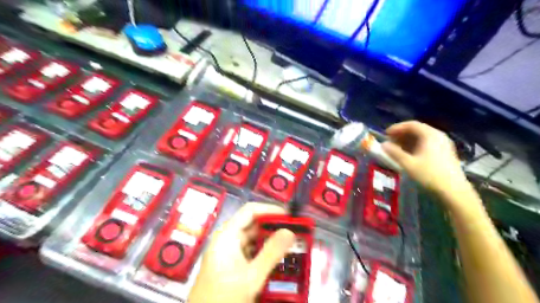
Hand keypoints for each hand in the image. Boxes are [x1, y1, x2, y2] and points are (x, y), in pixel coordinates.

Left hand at [188, 202, 294, 302]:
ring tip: (291, 244)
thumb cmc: (224, 298)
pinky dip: (264, 253)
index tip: (289, 216)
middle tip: (295, 231)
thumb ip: (271, 253)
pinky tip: (278, 259)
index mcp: (227, 235)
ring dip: (270, 241)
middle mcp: (227, 240)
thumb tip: (290, 231)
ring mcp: (228, 253)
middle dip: (273, 227)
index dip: (270, 210)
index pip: (250, 211)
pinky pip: (251, 252)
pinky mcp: (232, 265)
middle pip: (253, 225)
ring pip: (253, 240)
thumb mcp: (251, 276)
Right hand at [379, 120, 473, 207]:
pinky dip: (415, 145)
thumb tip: (383, 144)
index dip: (397, 128)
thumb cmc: (429, 175)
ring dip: (408, 140)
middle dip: (401, 134)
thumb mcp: (408, 164)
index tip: (385, 134)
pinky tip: (409, 154)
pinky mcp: (445, 152)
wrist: (453, 191)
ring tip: (396, 148)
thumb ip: (394, 152)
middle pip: (417, 129)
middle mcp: (438, 136)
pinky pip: (427, 143)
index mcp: (430, 135)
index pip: (411, 124)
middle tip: (389, 141)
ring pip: (422, 137)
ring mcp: (443, 144)